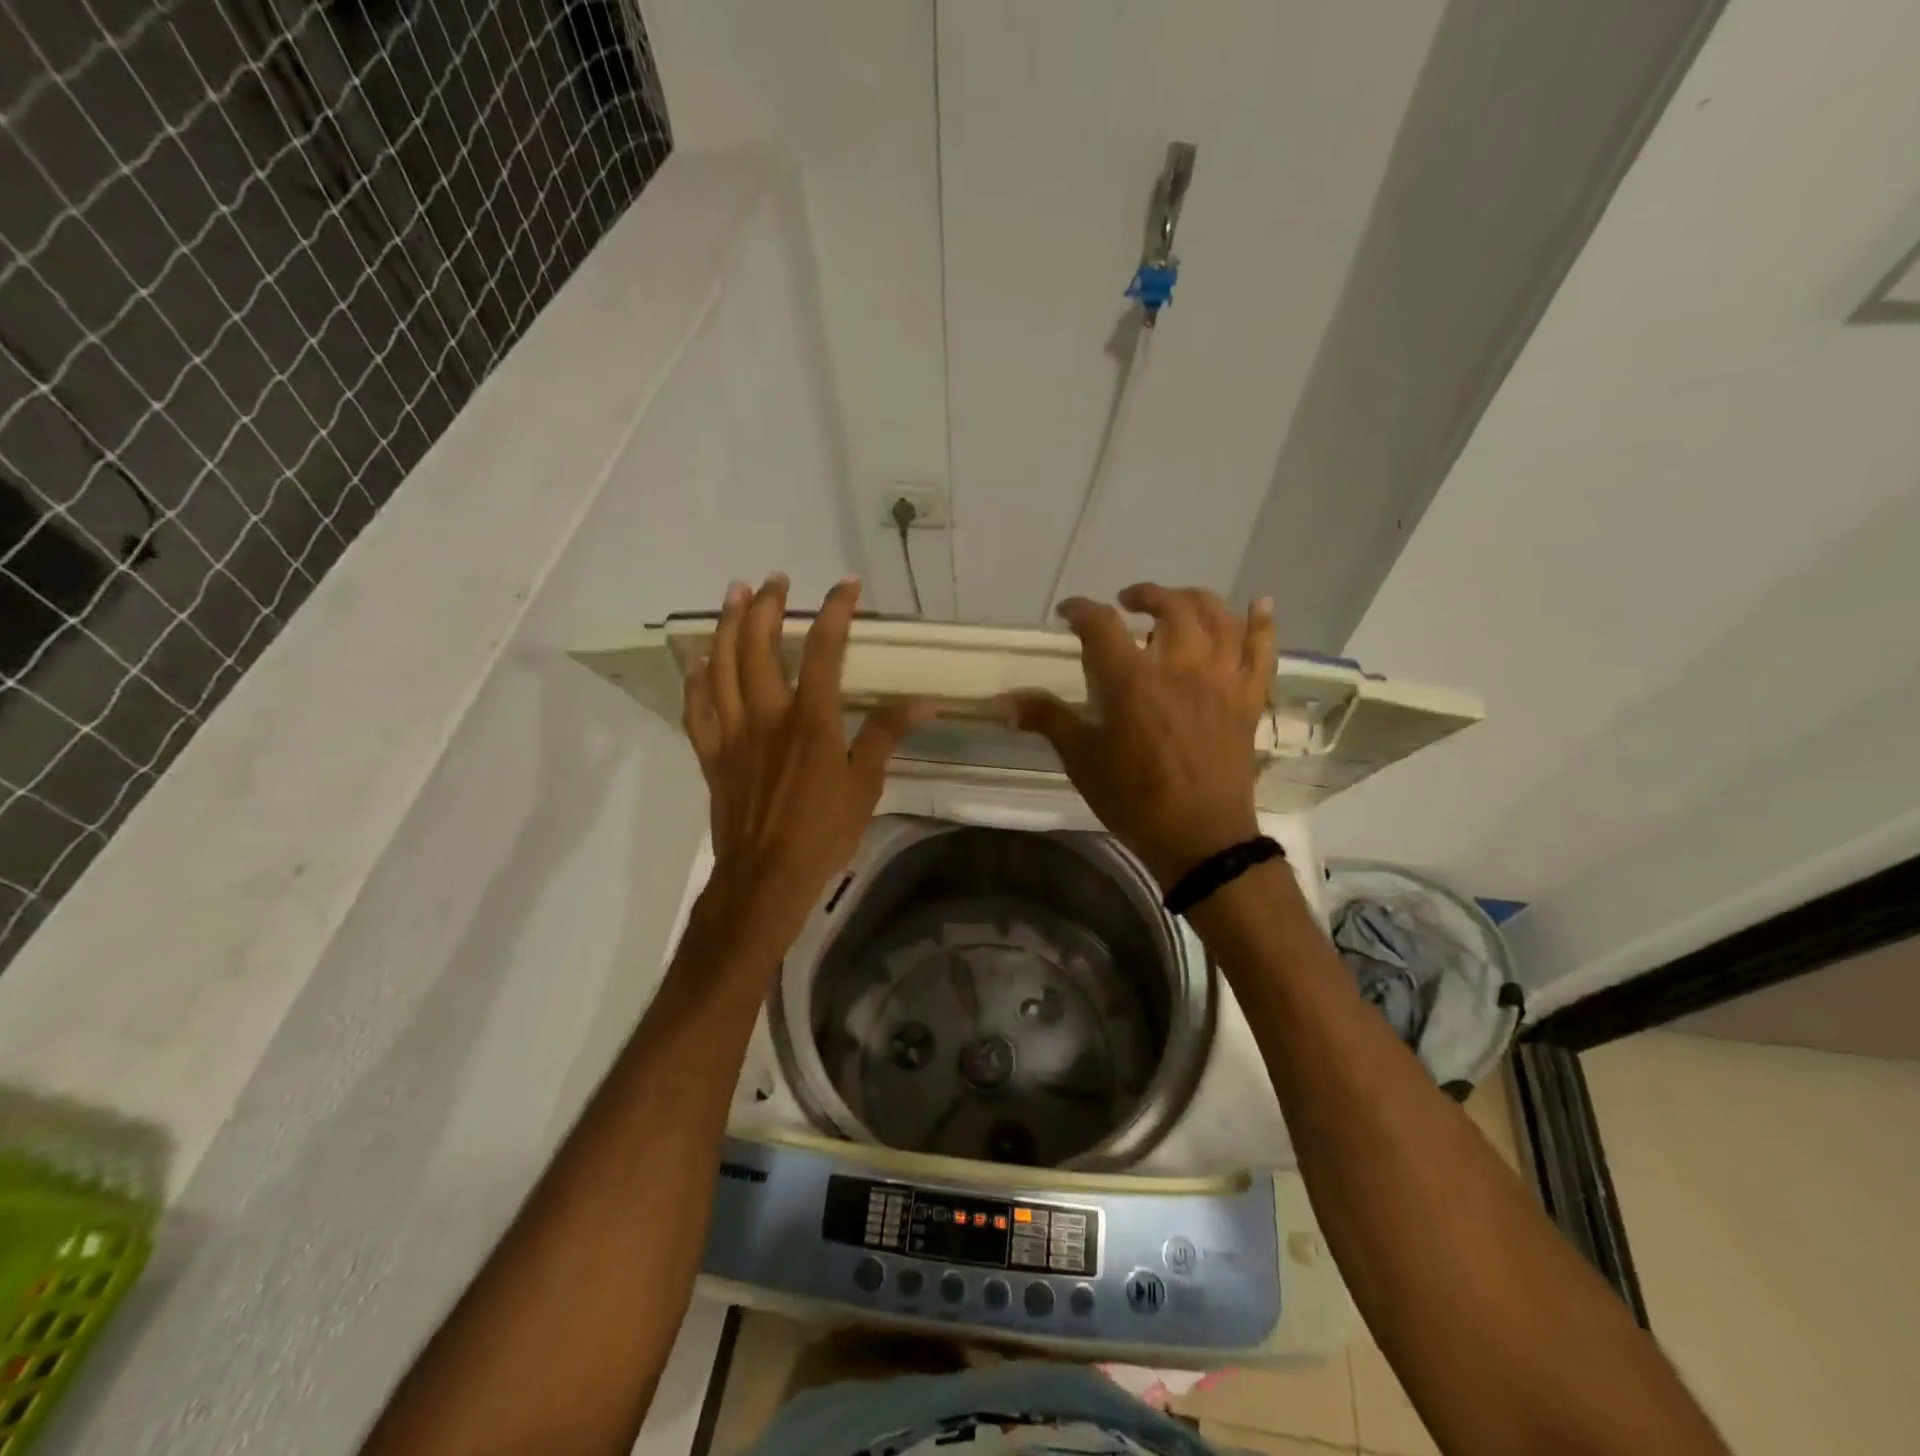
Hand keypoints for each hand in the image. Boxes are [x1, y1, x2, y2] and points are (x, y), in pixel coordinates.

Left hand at [681, 574, 928, 953]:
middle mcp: (767, 714)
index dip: (835, 612)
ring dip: (728, 625)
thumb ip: (885, 736)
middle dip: (767, 606)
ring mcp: (732, 732)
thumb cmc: (823, 832)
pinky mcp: (711, 754)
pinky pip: (696, 708)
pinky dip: (695, 680)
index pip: (824, 650)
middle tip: (774, 580)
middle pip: (760, 646)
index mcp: (810, 720)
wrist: (765, 877)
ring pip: (722, 665)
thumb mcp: (865, 785)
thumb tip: (922, 702)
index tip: (846, 586)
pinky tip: (698, 660)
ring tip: (734, 595)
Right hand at [1010, 584, 1275, 888]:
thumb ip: (1048, 720)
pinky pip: (1262, 651)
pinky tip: (1260, 605)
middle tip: (1128, 602)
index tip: (1068, 611)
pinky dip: (1262, 624)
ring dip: (1196, 599)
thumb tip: (1004, 701)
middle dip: (1146, 595)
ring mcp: (1221, 680)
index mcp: (1132, 679)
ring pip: (1218, 617)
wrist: (1199, 838)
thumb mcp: (1082, 759)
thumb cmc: (1134, 799)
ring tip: (1178, 603)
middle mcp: (1180, 666)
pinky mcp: (1248, 699)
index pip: (1102, 624)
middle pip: (1170, 606)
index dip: (1081, 609)